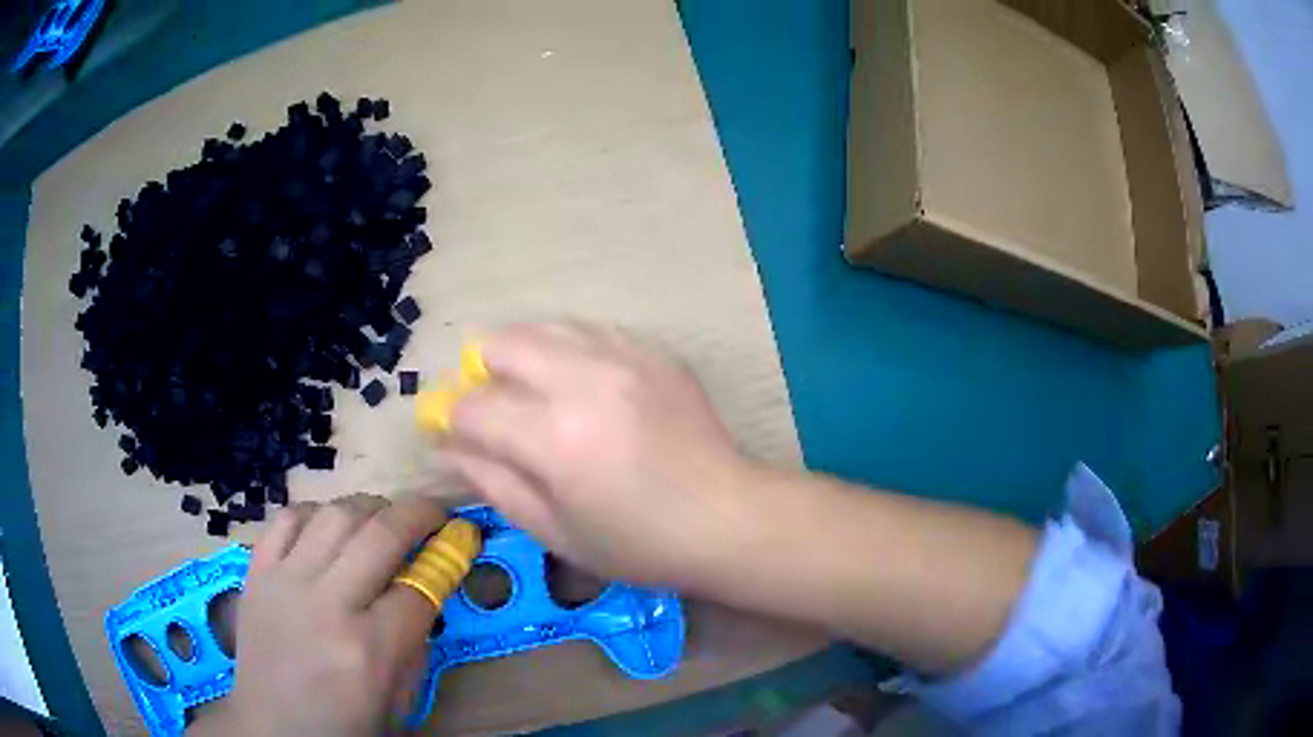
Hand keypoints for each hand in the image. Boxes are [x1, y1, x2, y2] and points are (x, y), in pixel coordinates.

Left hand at [190, 494, 446, 735]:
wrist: (273, 726)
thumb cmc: (344, 725)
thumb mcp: (398, 699)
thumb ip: (415, 642)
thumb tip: (426, 586)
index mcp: (369, 650)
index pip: (419, 587)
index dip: (447, 558)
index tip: (462, 540)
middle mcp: (327, 605)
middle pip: (381, 534)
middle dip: (419, 513)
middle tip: (435, 512)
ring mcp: (285, 582)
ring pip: (335, 515)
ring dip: (369, 507)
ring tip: (383, 516)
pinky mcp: (256, 572)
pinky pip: (287, 519)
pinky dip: (316, 513)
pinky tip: (329, 525)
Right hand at [446, 322, 755, 589]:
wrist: (728, 518)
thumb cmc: (639, 544)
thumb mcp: (555, 531)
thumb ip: (494, 483)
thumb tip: (451, 446)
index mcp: (553, 437)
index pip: (471, 406)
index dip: (450, 418)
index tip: (453, 433)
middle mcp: (583, 379)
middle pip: (500, 343)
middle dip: (481, 373)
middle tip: (494, 409)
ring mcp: (624, 356)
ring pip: (544, 327)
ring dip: (524, 358)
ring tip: (537, 396)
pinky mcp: (654, 351)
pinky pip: (590, 333)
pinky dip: (569, 354)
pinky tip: (586, 390)